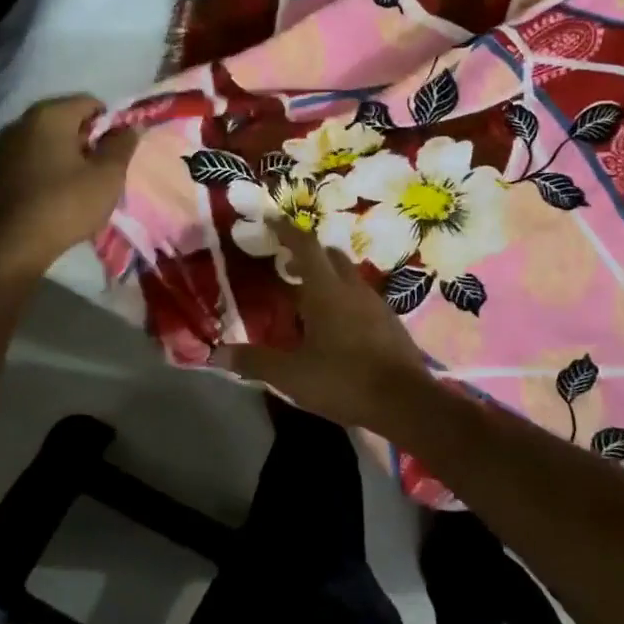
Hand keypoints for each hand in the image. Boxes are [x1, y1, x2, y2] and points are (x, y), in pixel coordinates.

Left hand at [0, 96, 137, 277]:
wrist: (13, 245)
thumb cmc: (67, 205)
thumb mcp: (107, 177)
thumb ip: (122, 146)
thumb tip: (131, 126)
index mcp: (50, 115)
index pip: (89, 103)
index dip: (109, 124)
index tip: (116, 151)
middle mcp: (20, 122)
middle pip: (63, 119)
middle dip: (85, 139)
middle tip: (99, 169)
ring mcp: (1, 146)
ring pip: (42, 140)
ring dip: (62, 154)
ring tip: (75, 184)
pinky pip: (25, 160)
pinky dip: (41, 168)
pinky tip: (50, 194)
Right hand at [214, 222, 428, 428]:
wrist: (406, 402)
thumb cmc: (343, 380)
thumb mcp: (291, 375)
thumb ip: (254, 361)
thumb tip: (218, 353)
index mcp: (326, 291)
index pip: (305, 246)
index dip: (286, 231)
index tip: (271, 220)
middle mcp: (352, 289)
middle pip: (330, 257)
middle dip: (307, 255)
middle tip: (286, 268)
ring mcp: (376, 305)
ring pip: (348, 277)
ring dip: (327, 279)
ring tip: (307, 301)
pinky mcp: (390, 324)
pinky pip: (362, 299)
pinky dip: (344, 300)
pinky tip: (336, 327)